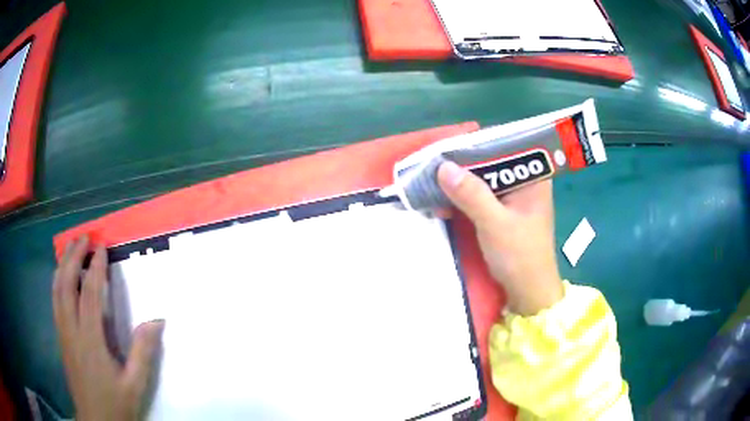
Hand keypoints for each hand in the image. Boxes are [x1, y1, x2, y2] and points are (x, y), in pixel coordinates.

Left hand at [52, 236, 163, 420]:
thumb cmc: (116, 404)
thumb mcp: (135, 384)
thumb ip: (143, 352)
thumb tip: (157, 320)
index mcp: (90, 340)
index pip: (90, 294)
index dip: (95, 268)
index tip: (101, 248)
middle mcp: (71, 329)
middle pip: (66, 284)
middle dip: (73, 257)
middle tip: (83, 238)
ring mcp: (63, 333)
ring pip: (57, 290)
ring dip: (62, 265)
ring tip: (69, 248)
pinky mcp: (61, 339)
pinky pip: (55, 302)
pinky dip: (57, 283)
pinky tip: (60, 277)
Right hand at [438, 162, 563, 315]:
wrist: (527, 292)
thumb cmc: (520, 256)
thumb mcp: (495, 223)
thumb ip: (471, 194)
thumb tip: (443, 166)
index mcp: (534, 177)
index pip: (504, 148)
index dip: (475, 145)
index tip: (447, 147)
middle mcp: (525, 181)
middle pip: (492, 163)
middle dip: (463, 166)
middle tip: (433, 165)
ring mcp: (514, 198)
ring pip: (484, 180)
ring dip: (460, 184)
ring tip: (433, 183)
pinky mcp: (503, 212)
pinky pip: (481, 197)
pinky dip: (464, 199)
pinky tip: (444, 202)